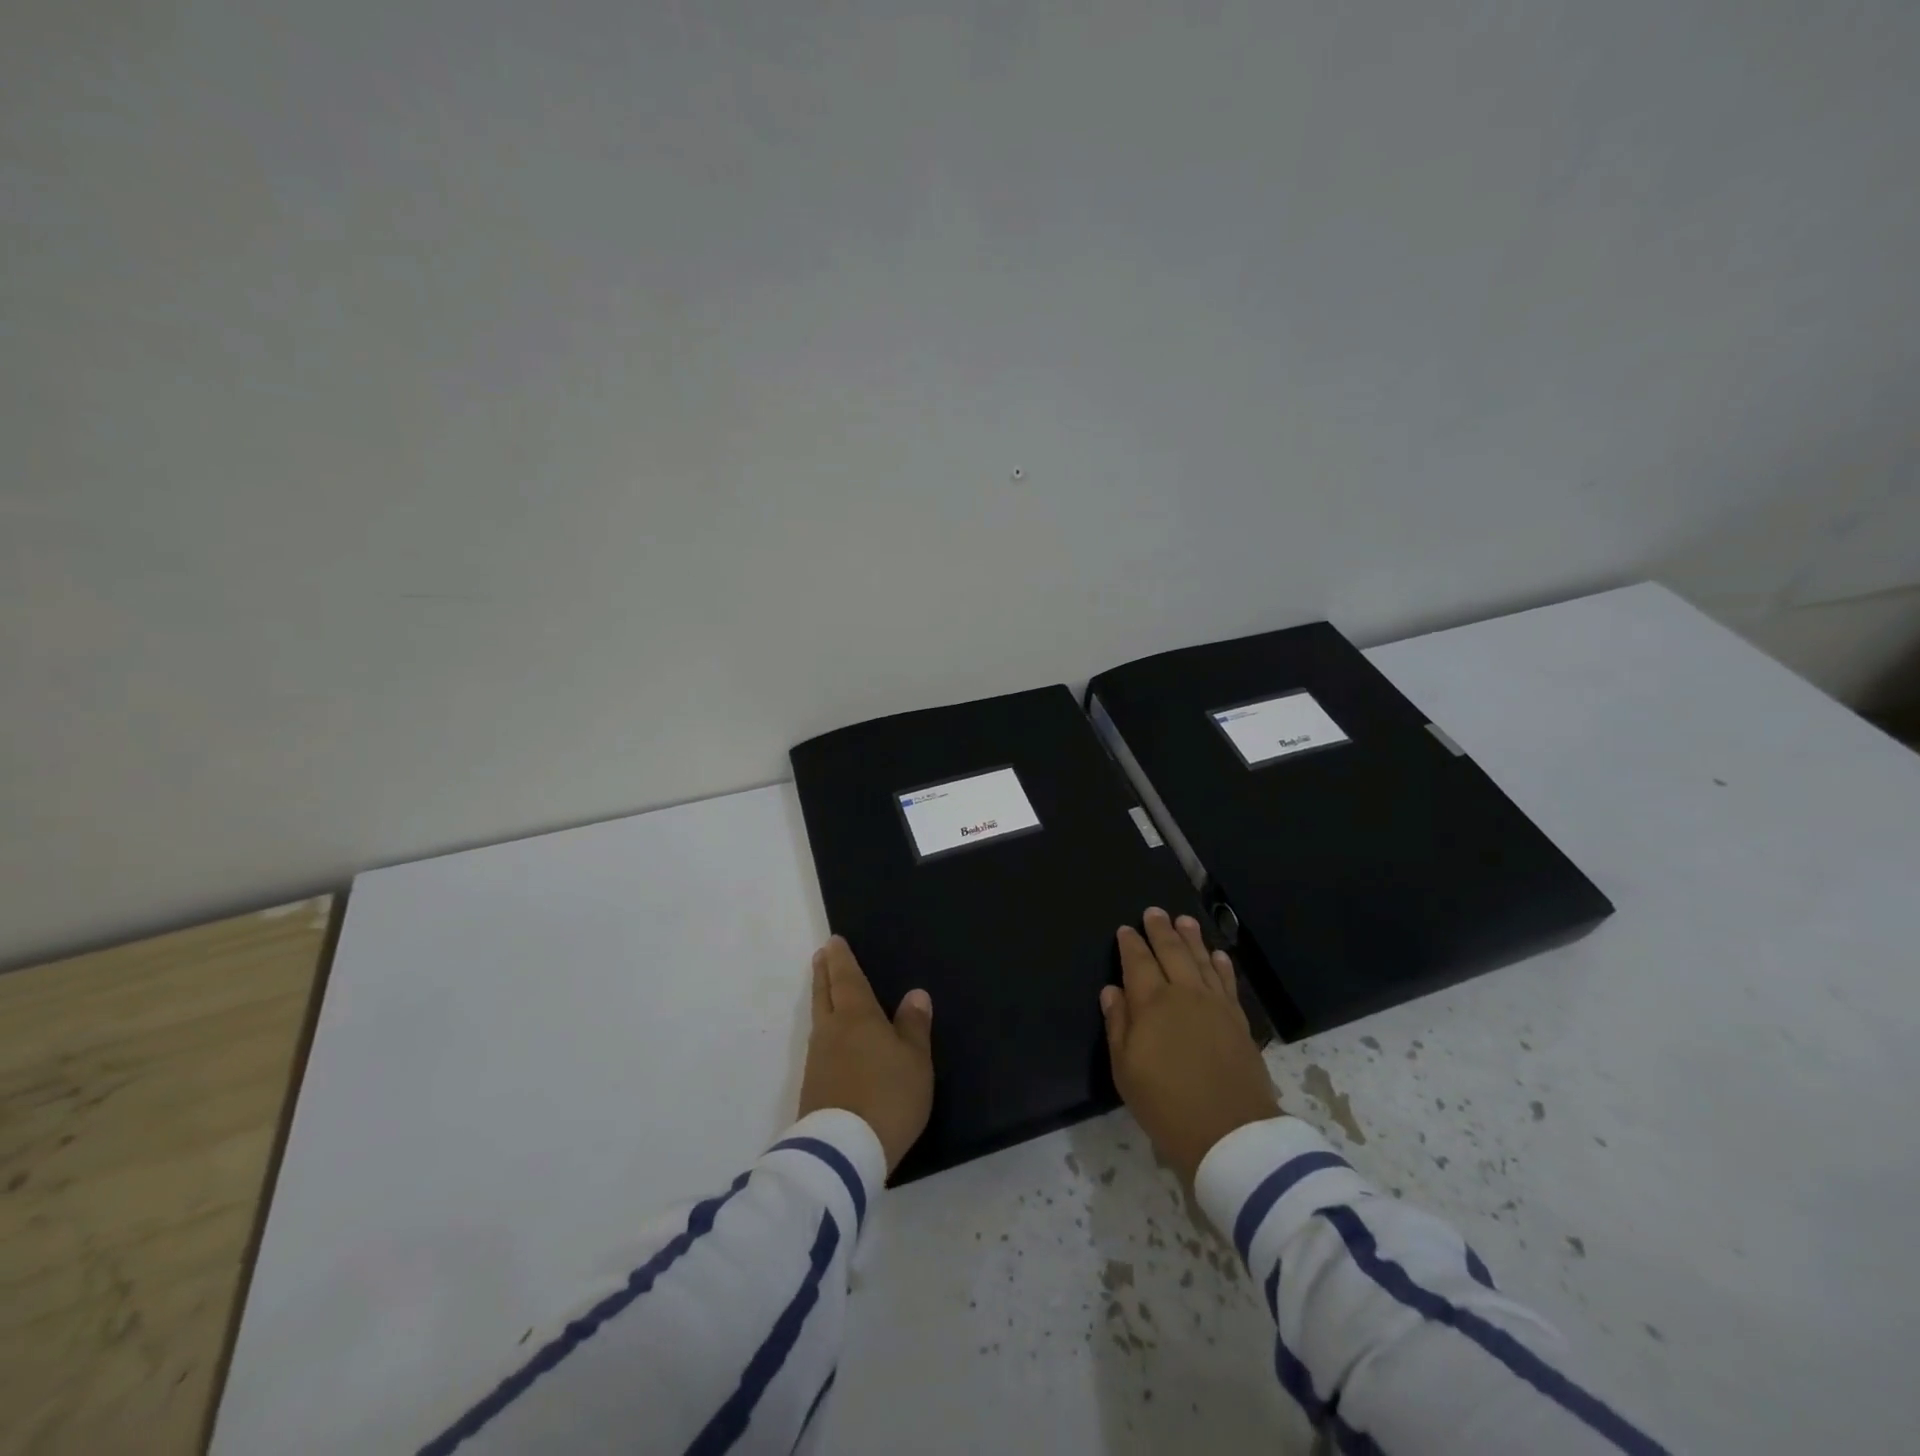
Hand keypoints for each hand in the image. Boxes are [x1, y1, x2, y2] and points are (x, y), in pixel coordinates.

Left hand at [797, 936, 934, 1175]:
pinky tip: (830, 1039)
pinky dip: (823, 1029)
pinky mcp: (813, 1086)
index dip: (841, 959)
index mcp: (857, 1016)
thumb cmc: (889, 1096)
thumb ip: (914, 1026)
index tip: (833, 942)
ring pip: (818, 1018)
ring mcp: (817, 1059)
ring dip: (821, 998)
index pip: (847, 979)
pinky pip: (818, 1044)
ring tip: (825, 990)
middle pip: (824, 994)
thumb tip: (915, 994)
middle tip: (821, 956)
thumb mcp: (915, 1061)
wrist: (843, 1151)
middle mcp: (832, 1031)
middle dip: (824, 973)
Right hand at [1101, 907, 1279, 1185]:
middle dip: (1161, 930)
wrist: (1230, 1134)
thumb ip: (1118, 1025)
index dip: (1131, 944)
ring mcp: (1215, 1005)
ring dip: (1191, 938)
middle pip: (1171, 952)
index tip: (1125, 929)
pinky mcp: (1239, 1020)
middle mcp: (1184, 994)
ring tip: (1184, 920)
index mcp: (1152, 1003)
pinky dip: (1220, 965)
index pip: (1138, 962)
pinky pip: (1227, 982)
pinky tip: (1217, 955)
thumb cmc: (1166, 1105)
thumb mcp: (1125, 1070)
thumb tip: (1112, 991)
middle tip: (1155, 912)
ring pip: (1201, 961)